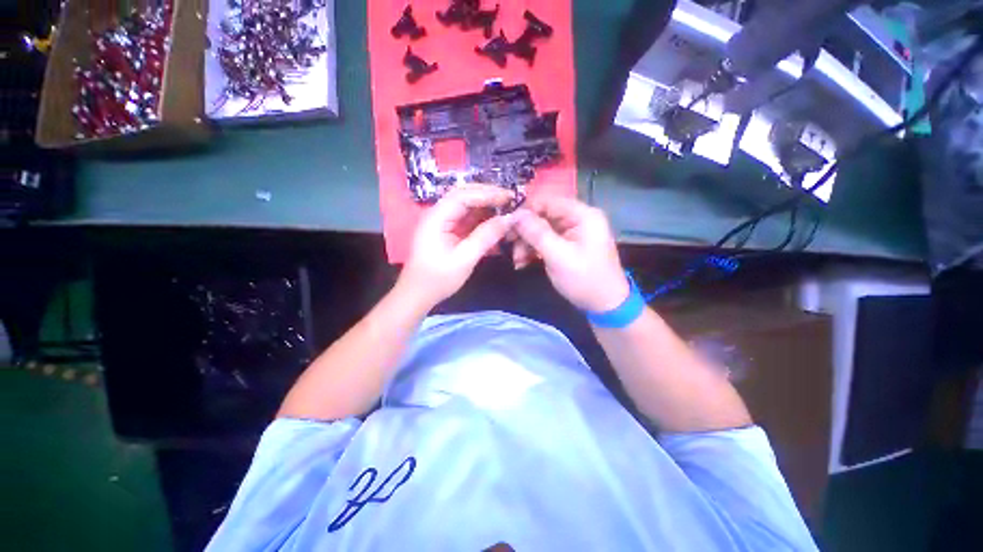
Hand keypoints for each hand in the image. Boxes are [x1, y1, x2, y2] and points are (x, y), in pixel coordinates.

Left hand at [399, 184, 513, 308]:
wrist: (418, 295)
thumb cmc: (438, 279)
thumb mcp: (464, 259)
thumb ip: (486, 236)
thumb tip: (509, 219)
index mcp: (436, 217)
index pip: (463, 195)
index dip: (487, 193)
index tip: (509, 197)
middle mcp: (438, 214)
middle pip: (464, 195)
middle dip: (487, 195)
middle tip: (510, 199)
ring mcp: (442, 222)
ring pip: (466, 206)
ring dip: (485, 205)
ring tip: (506, 208)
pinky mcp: (447, 231)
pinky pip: (466, 218)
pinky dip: (481, 218)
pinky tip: (494, 220)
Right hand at [513, 196, 629, 312]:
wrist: (604, 305)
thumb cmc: (584, 279)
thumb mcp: (558, 256)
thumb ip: (536, 233)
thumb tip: (515, 215)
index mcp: (582, 215)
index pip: (548, 201)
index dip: (526, 211)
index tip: (508, 225)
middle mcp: (578, 219)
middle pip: (543, 216)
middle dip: (525, 232)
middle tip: (510, 245)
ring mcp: (572, 232)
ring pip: (541, 230)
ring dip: (527, 244)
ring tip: (518, 261)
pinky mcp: (567, 245)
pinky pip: (545, 241)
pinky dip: (533, 250)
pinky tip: (523, 262)